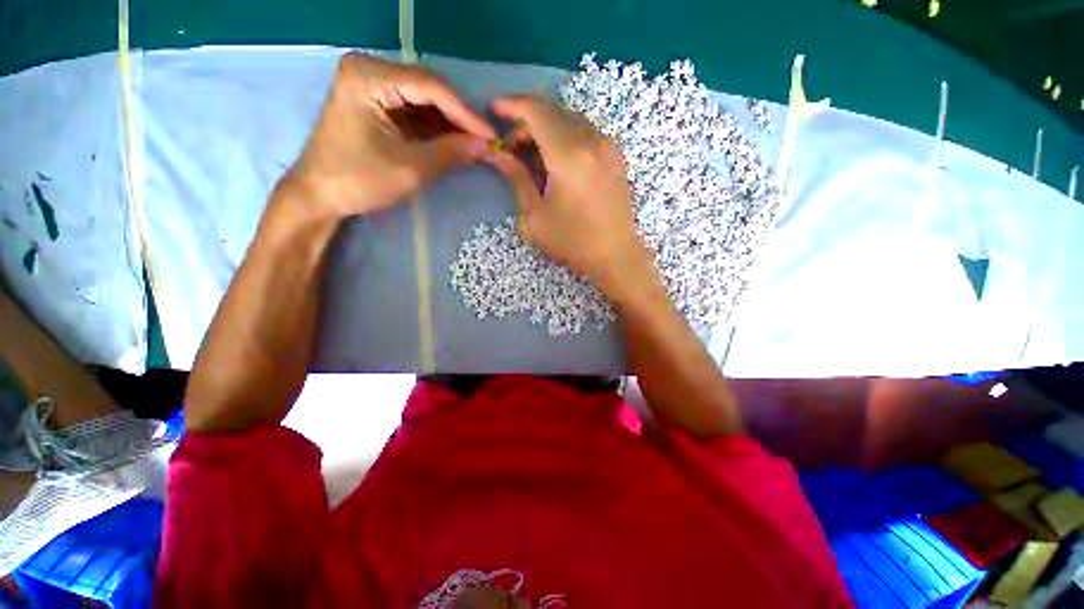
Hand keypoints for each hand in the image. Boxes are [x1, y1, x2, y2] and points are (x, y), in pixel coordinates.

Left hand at [284, 53, 495, 216]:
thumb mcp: (410, 168)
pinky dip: (436, 129)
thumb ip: (450, 153)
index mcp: (369, 76)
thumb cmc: (358, 180)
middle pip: (429, 89)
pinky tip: (456, 143)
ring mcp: (372, 85)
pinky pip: (415, 111)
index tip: (491, 135)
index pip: (430, 87)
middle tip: (486, 141)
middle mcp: (370, 70)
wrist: (320, 194)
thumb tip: (486, 147)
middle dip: (459, 118)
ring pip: (425, 101)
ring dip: (450, 124)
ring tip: (476, 145)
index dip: (465, 113)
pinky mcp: (376, 103)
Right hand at [487, 95, 652, 297]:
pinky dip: (565, 136)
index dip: (512, 104)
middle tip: (511, 148)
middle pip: (552, 111)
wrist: (616, 256)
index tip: (493, 109)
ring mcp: (608, 146)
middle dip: (526, 122)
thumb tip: (497, 154)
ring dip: (547, 129)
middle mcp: (592, 140)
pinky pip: (585, 132)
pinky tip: (557, 161)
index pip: (536, 110)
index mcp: (568, 155)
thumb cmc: (573, 242)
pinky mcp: (616, 155)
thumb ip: (516, 178)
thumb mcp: (535, 216)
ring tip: (532, 157)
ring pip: (569, 119)